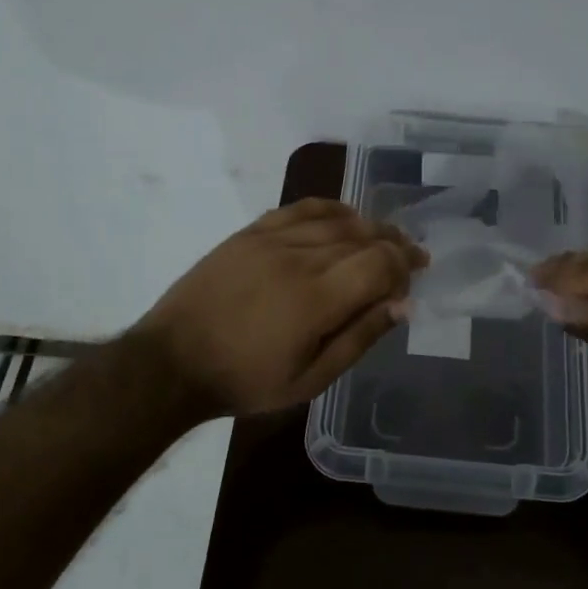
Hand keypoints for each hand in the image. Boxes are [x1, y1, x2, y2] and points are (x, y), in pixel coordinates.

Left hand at [132, 199, 426, 420]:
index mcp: (317, 299)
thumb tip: (401, 305)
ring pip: (336, 220)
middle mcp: (299, 258)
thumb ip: (359, 338)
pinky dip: (330, 209)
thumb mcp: (309, 380)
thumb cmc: (245, 380)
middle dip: (394, 244)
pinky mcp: (251, 233)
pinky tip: (344, 216)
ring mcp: (272, 239)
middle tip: (411, 256)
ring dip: (368, 226)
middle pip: (363, 235)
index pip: (379, 262)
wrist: (173, 362)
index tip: (414, 276)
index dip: (404, 265)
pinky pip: (300, 208)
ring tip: (384, 237)